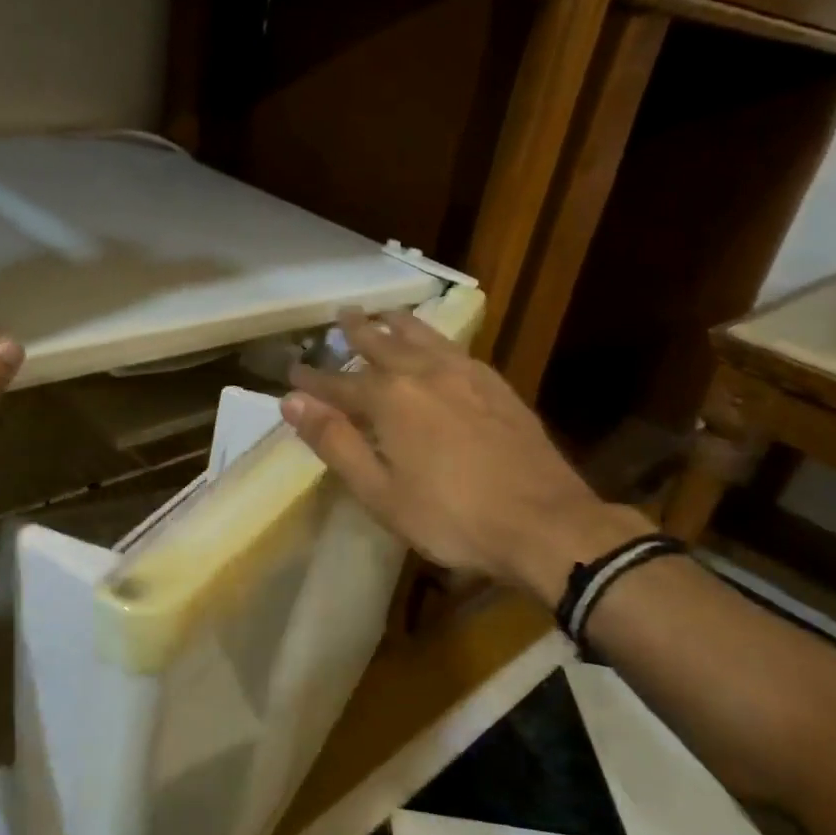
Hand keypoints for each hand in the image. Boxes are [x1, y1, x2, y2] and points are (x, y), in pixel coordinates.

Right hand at [282, 309, 646, 604]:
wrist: (544, 522)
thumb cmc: (450, 516)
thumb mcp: (379, 491)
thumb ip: (335, 442)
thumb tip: (291, 401)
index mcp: (391, 399)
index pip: (338, 383)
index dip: (313, 379)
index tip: (293, 369)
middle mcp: (425, 373)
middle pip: (382, 344)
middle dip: (358, 331)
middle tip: (342, 315)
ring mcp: (467, 375)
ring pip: (423, 337)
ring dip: (398, 324)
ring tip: (385, 312)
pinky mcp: (497, 386)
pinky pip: (455, 348)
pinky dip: (435, 337)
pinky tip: (438, 344)